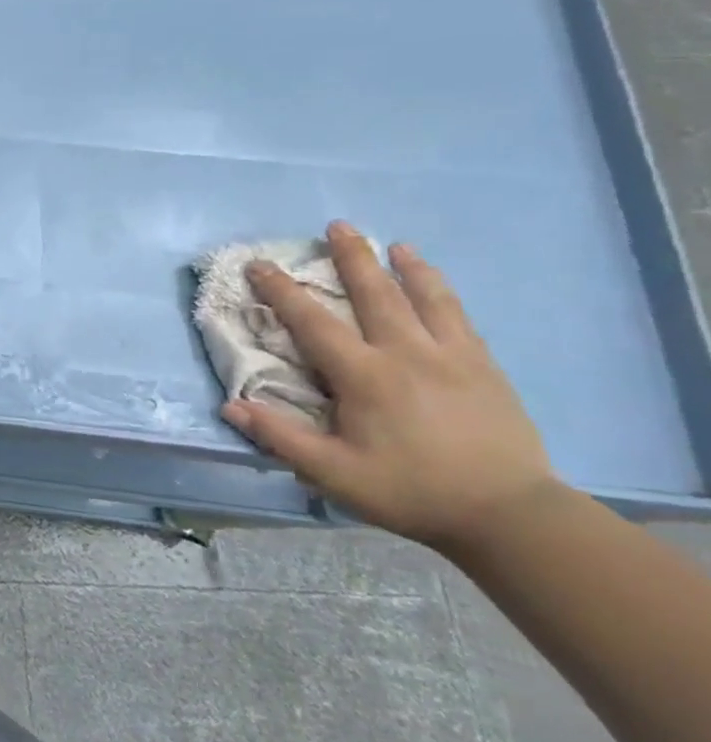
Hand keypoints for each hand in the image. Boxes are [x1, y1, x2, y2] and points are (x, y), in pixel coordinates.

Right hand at [222, 221, 565, 554]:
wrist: (511, 516)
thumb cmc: (411, 491)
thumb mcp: (334, 473)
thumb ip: (280, 437)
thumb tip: (230, 405)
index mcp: (365, 376)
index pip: (312, 322)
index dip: (281, 291)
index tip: (259, 264)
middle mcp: (407, 354)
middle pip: (375, 295)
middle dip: (352, 258)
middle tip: (338, 225)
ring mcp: (452, 358)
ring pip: (426, 299)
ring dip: (405, 268)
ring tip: (394, 244)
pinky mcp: (486, 370)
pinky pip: (460, 319)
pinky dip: (443, 293)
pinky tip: (437, 285)